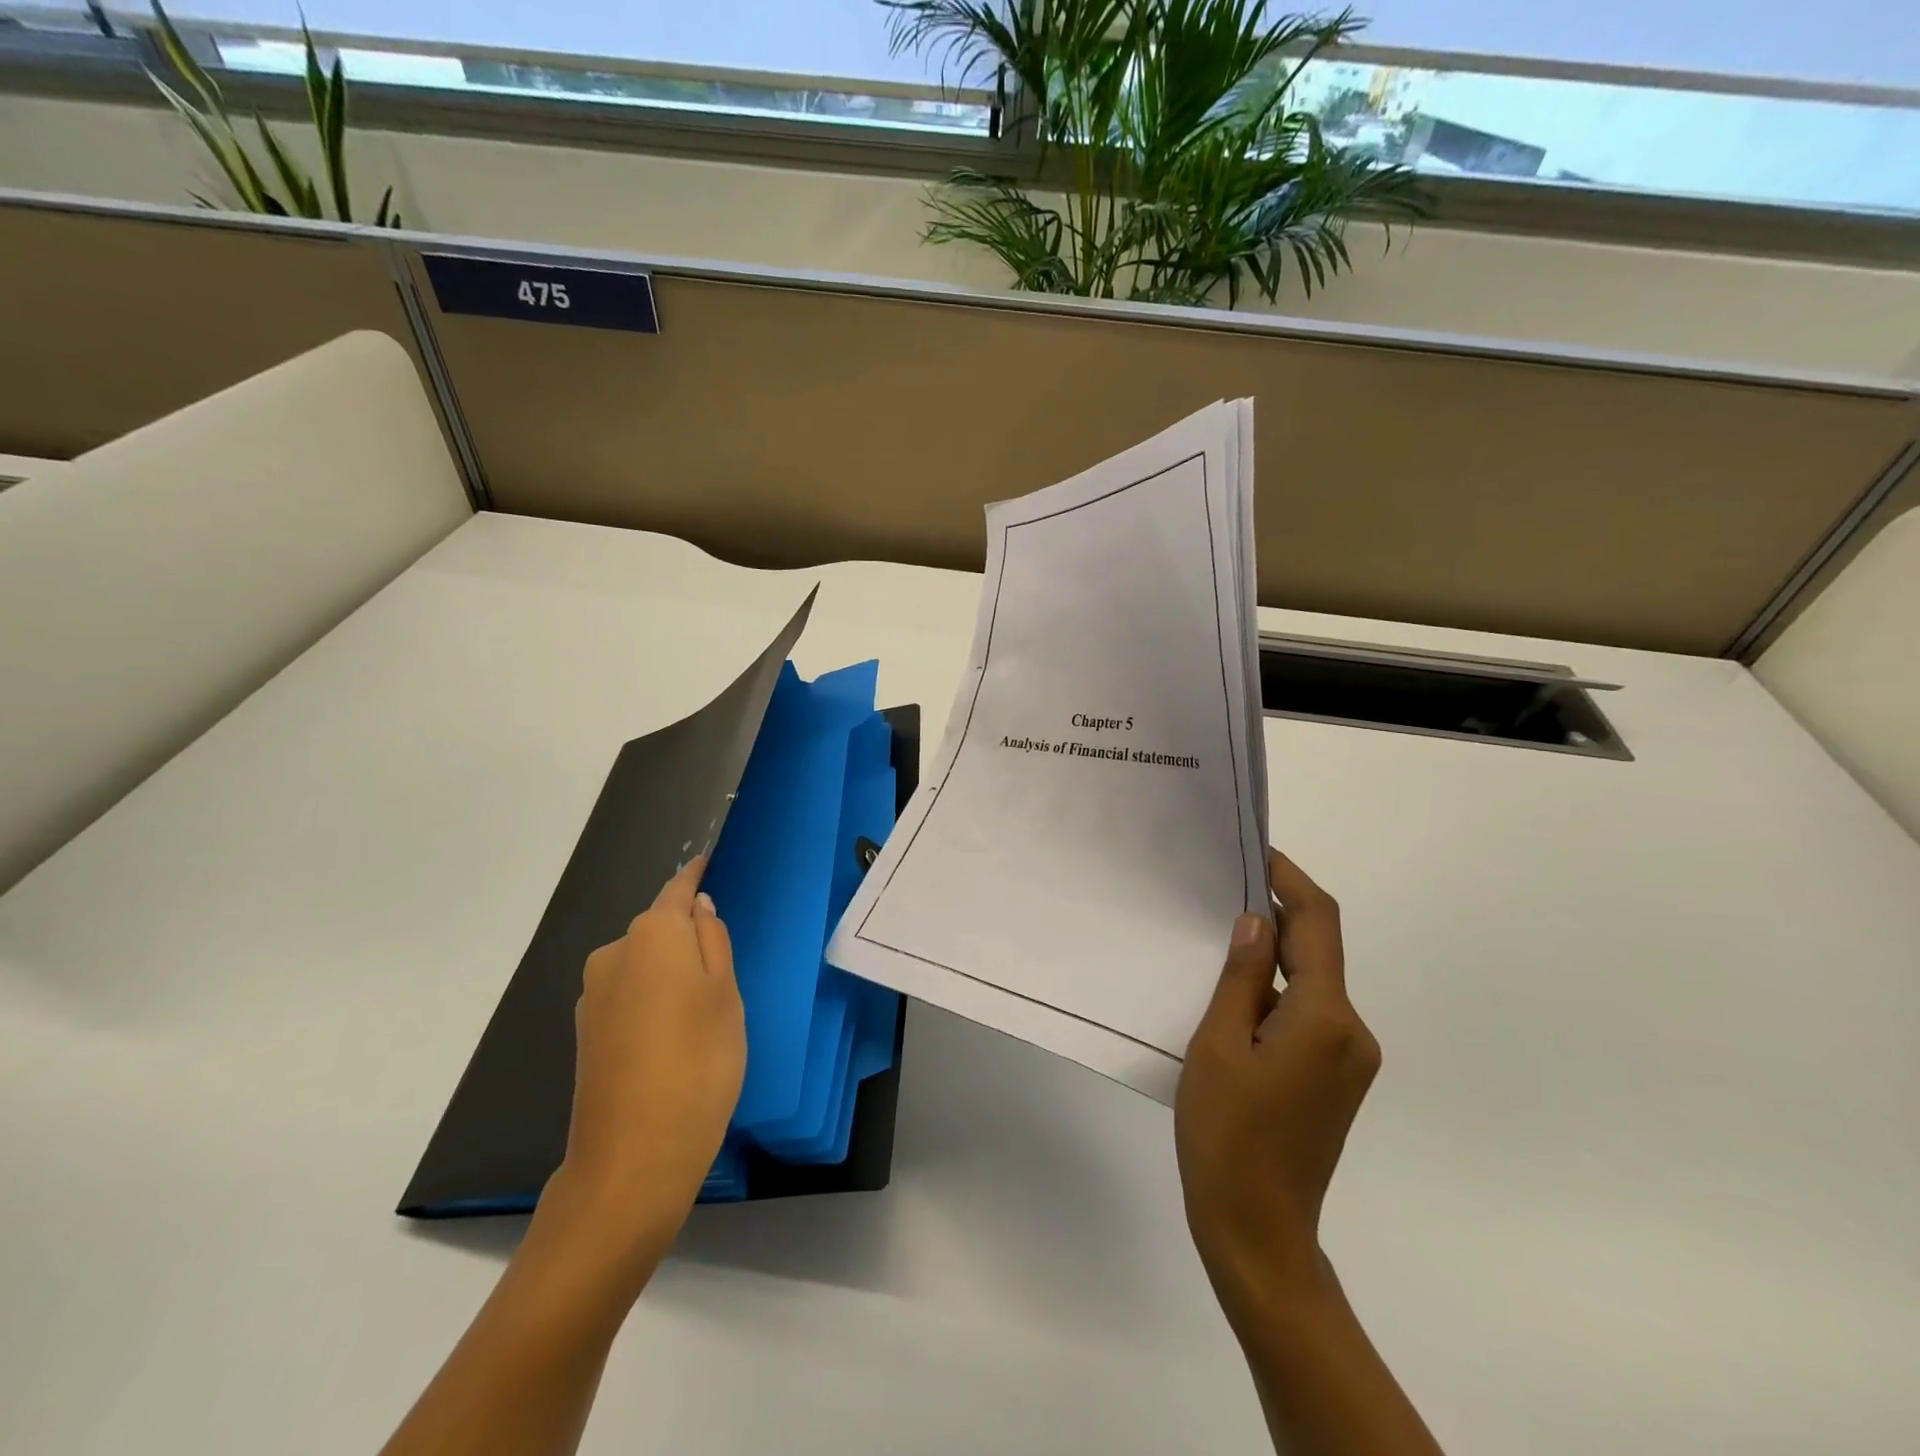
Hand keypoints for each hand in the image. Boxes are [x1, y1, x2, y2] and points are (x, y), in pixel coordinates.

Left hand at [549, 857, 745, 1264]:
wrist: (633, 1158)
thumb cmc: (698, 1063)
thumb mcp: (726, 995)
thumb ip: (714, 942)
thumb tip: (698, 909)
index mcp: (652, 936)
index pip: (676, 890)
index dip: (695, 876)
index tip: (710, 861)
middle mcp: (614, 954)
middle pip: (658, 927)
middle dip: (687, 932)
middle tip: (727, 961)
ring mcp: (593, 995)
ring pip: (643, 962)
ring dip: (671, 969)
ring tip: (705, 1004)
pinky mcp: (586, 1032)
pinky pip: (629, 993)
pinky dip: (653, 998)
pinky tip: (674, 1031)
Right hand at [1175, 849, 1380, 1325]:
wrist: (1257, 1231)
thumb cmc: (1227, 1133)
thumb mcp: (1218, 1043)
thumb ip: (1241, 976)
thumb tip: (1254, 922)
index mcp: (1326, 1018)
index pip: (1318, 924)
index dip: (1290, 880)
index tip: (1255, 853)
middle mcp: (1352, 1032)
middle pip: (1318, 951)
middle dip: (1276, 914)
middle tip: (1222, 889)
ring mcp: (1349, 1059)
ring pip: (1311, 984)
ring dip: (1272, 955)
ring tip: (1217, 938)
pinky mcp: (1335, 1078)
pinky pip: (1308, 1014)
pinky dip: (1275, 991)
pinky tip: (1233, 995)